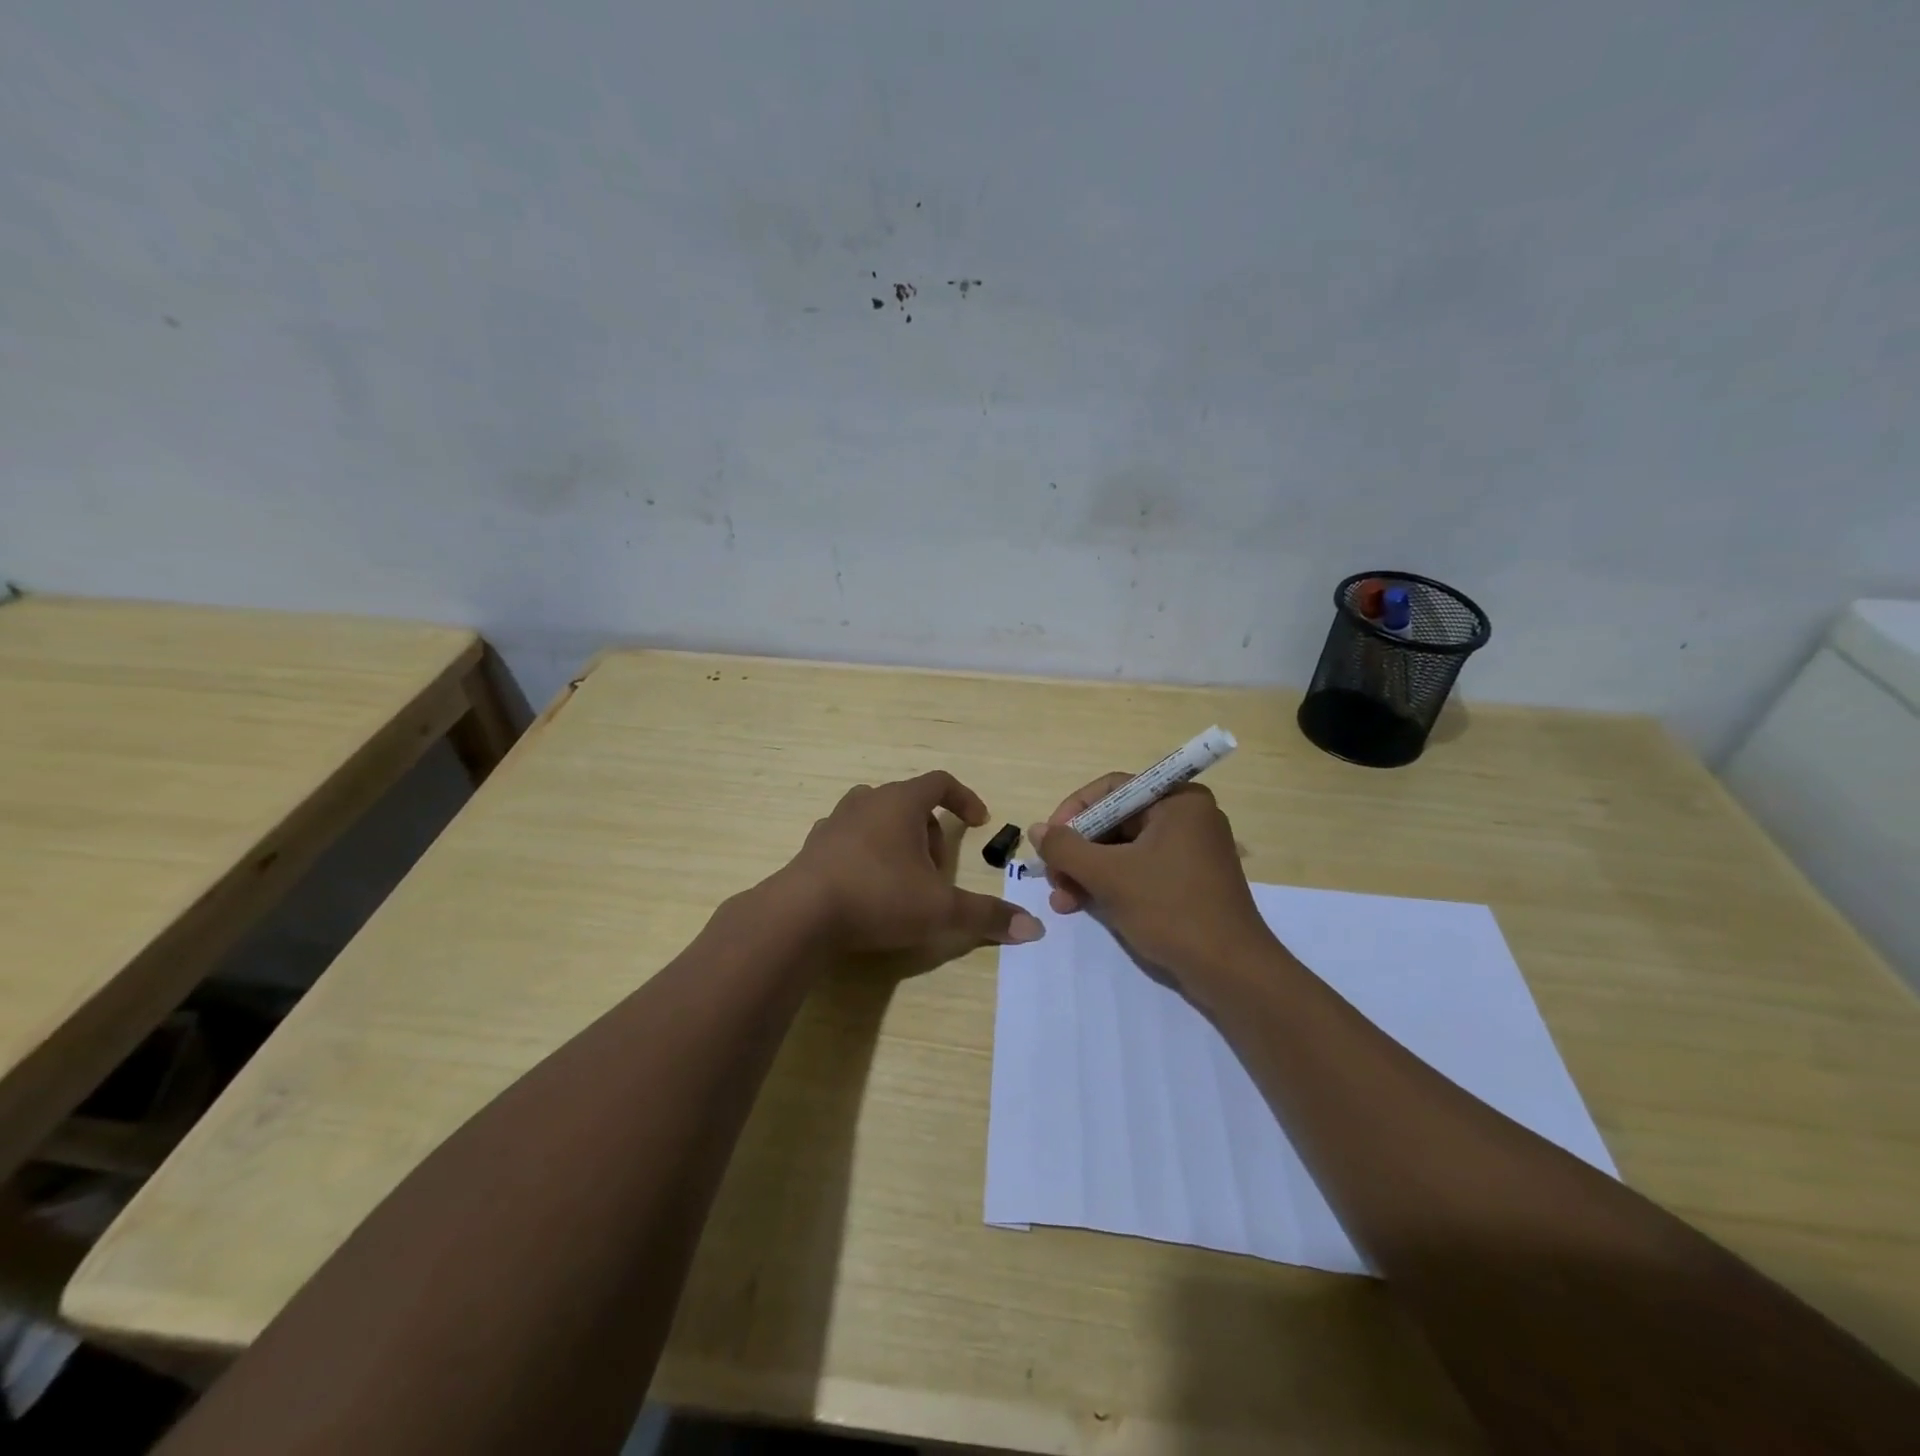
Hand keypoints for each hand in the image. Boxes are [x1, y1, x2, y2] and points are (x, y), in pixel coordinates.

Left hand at [783, 771, 1044, 954]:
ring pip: (877, 819)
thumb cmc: (878, 897)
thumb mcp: (940, 909)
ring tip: (904, 878)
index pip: (940, 782)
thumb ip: (987, 916)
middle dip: (931, 832)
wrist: (801, 914)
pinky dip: (867, 855)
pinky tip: (868, 889)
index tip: (979, 822)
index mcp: (901, 802)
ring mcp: (835, 822)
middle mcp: (867, 801)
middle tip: (939, 871)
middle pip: (909, 803)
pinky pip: (850, 840)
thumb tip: (1034, 929)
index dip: (964, 799)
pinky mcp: (813, 846)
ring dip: (898, 841)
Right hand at [1027, 776, 1275, 995]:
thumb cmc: (1170, 910)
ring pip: (1123, 849)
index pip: (1112, 789)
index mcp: (1178, 800)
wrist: (1230, 971)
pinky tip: (1083, 906)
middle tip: (1053, 879)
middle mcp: (1186, 816)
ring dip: (1088, 872)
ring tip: (1063, 901)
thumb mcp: (1109, 876)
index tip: (1049, 841)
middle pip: (1115, 820)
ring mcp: (1190, 850)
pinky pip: (1139, 869)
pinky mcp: (1188, 880)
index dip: (1073, 812)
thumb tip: (1037, 830)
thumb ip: (1067, 849)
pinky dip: (1111, 883)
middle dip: (1078, 851)